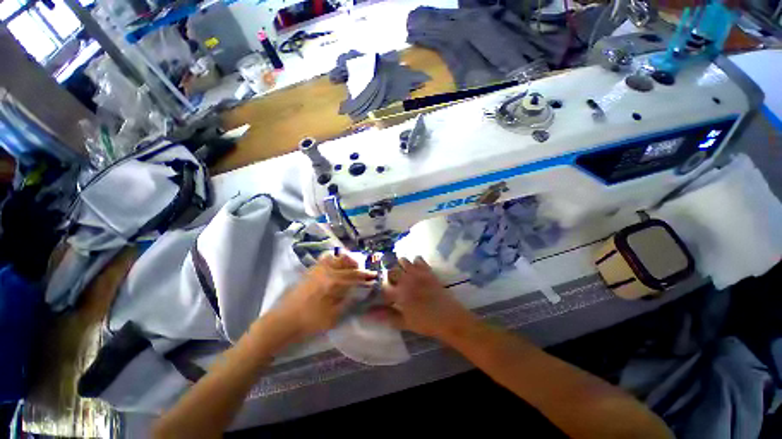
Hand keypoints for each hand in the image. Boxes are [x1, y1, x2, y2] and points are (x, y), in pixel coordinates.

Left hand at [273, 253, 376, 338]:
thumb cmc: (310, 322)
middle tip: (362, 273)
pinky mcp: (310, 271)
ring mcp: (317, 269)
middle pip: (347, 261)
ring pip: (336, 257)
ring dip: (346, 261)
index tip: (374, 276)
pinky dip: (334, 260)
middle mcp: (326, 270)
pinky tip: (336, 269)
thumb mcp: (334, 316)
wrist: (283, 321)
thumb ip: (349, 301)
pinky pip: (325, 260)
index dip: (366, 276)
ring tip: (350, 269)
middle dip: (357, 265)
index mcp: (334, 281)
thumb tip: (361, 292)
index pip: (355, 275)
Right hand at [370, 257, 476, 339]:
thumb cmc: (426, 323)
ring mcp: (418, 273)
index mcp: (399, 293)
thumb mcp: (405, 323)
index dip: (381, 289)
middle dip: (390, 275)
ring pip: (404, 261)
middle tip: (392, 281)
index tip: (382, 292)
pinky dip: (415, 260)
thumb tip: (369, 314)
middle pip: (392, 271)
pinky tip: (415, 265)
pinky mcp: (428, 271)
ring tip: (401, 270)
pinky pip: (419, 260)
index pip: (384, 287)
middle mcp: (406, 280)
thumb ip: (387, 316)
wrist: (450, 318)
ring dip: (400, 264)